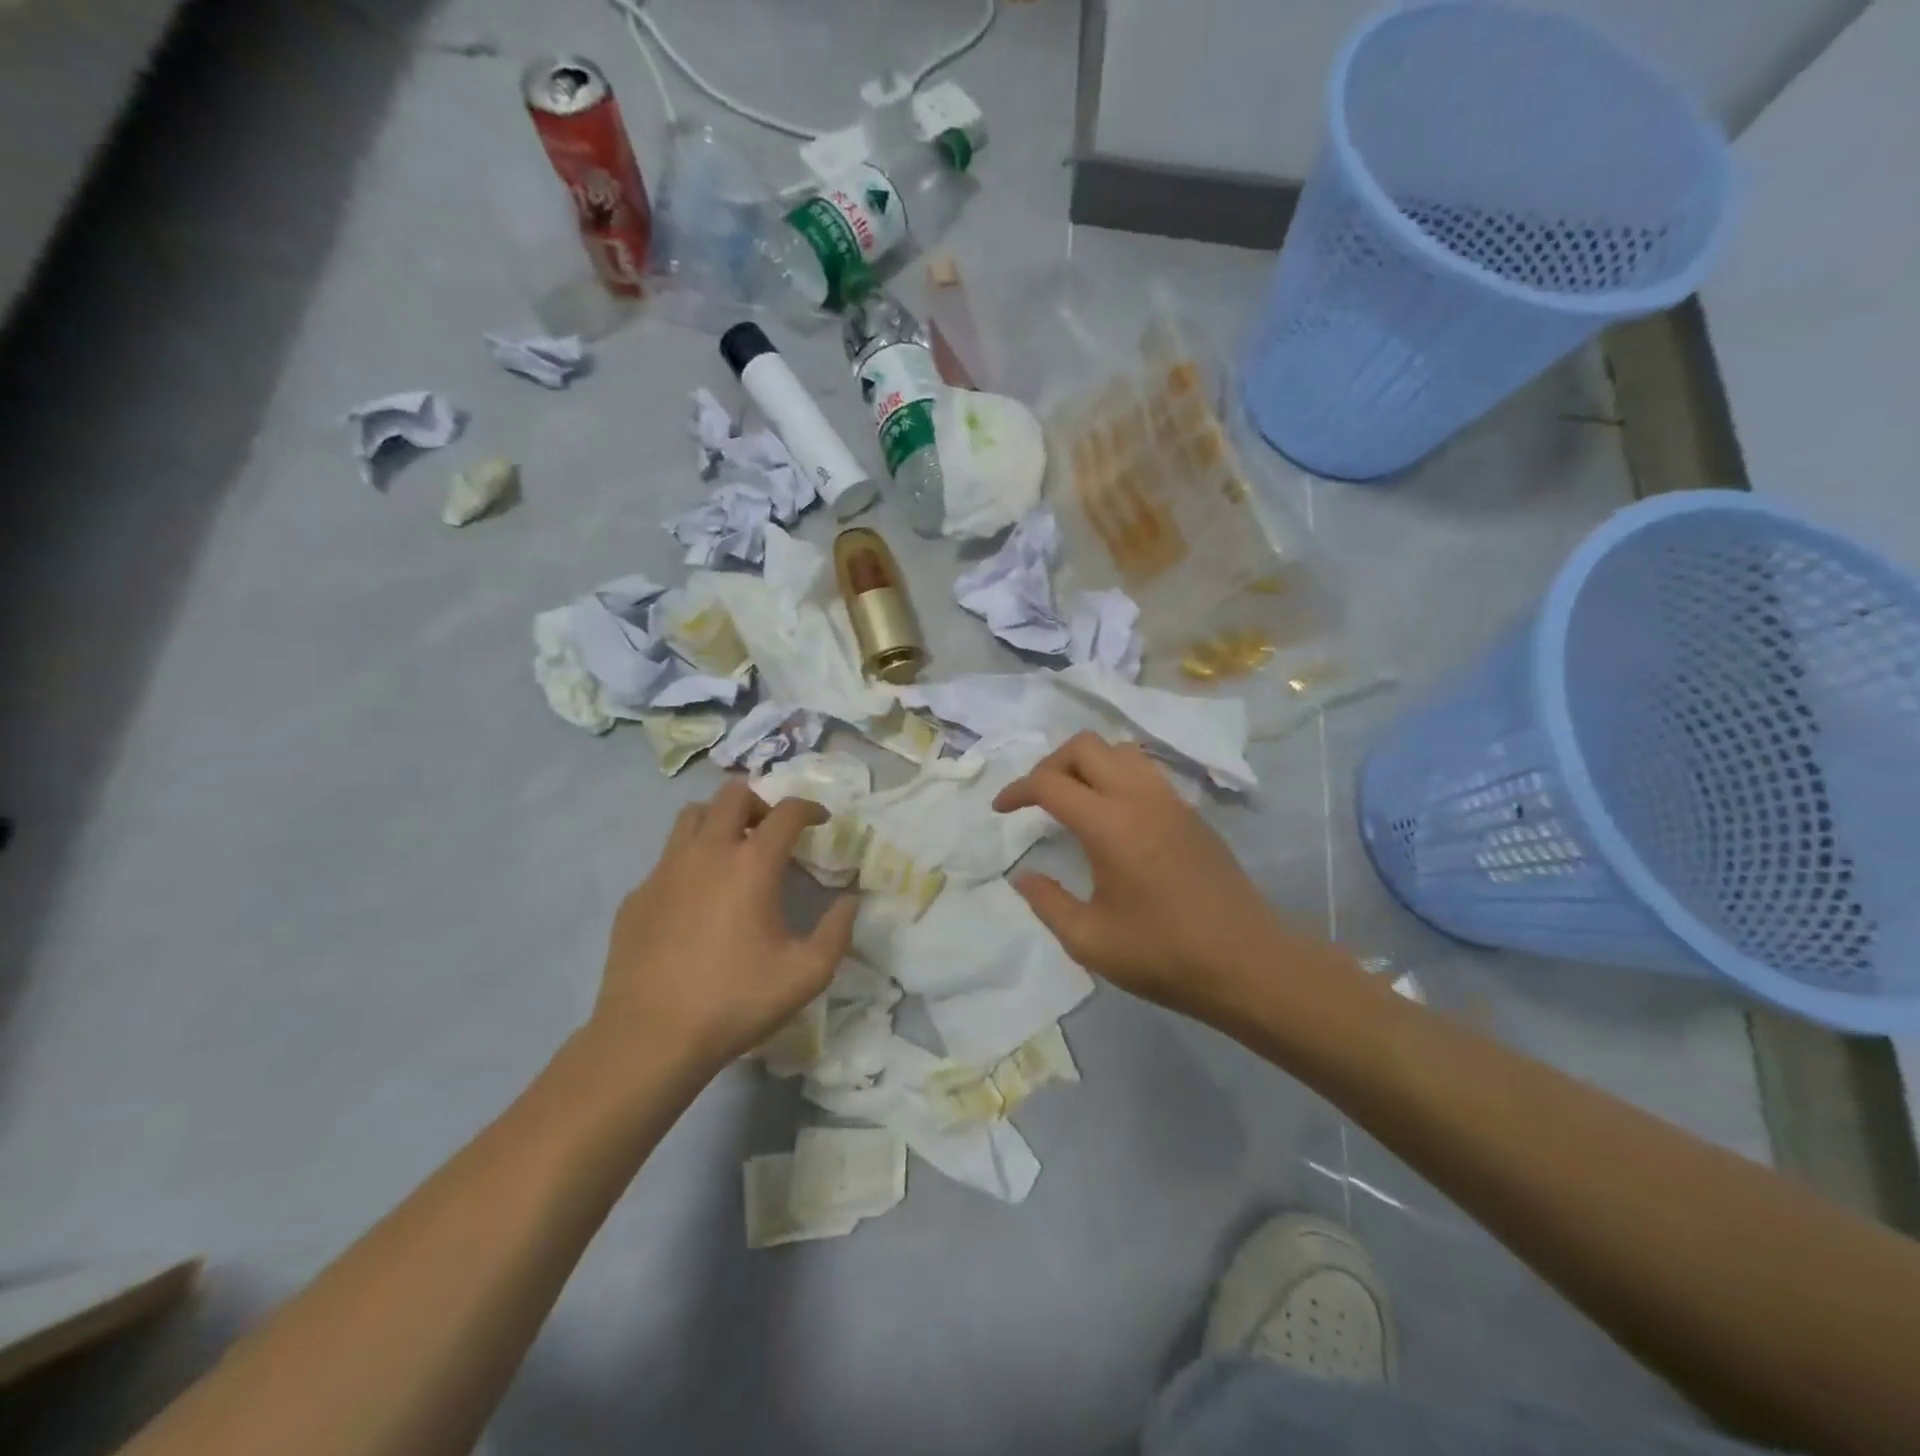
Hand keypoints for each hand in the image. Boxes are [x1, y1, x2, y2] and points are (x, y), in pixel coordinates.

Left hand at [589, 779, 856, 1075]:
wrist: (650, 1038)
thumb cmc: (735, 1001)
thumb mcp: (807, 974)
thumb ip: (837, 931)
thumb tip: (850, 901)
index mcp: (752, 864)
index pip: (786, 812)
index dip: (810, 809)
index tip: (821, 821)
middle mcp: (707, 852)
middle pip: (733, 794)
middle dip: (761, 803)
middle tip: (773, 831)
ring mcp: (665, 870)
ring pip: (692, 816)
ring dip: (719, 821)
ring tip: (734, 851)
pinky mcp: (637, 895)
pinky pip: (667, 858)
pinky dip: (690, 861)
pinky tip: (696, 899)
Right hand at [992, 733, 1300, 1014]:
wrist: (1248, 963)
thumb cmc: (1164, 955)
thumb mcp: (1090, 941)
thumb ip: (1047, 902)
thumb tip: (1023, 876)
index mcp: (1109, 825)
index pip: (1050, 782)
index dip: (1017, 790)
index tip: (1001, 810)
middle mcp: (1140, 798)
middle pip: (1085, 746)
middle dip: (1050, 764)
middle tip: (1037, 799)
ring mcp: (1171, 801)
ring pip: (1120, 750)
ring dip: (1087, 763)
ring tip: (1074, 799)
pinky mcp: (1192, 813)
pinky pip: (1146, 771)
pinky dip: (1117, 775)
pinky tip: (1113, 815)